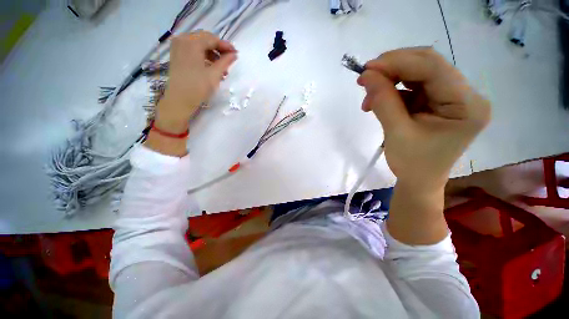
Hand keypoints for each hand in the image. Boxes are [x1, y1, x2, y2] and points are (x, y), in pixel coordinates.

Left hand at [155, 31, 237, 133]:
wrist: (179, 100)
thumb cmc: (198, 87)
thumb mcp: (214, 74)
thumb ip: (225, 62)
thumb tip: (234, 54)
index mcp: (191, 42)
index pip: (212, 38)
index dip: (226, 45)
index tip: (236, 53)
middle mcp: (182, 40)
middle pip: (205, 39)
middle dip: (218, 49)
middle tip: (229, 60)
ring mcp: (178, 47)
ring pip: (199, 44)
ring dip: (212, 53)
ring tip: (221, 68)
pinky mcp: (177, 55)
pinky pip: (193, 50)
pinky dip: (203, 56)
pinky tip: (211, 67)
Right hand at [357, 48, 489, 191]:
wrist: (419, 180)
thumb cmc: (412, 164)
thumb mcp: (396, 133)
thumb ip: (383, 101)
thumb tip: (366, 75)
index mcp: (467, 105)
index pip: (433, 69)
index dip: (398, 63)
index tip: (367, 68)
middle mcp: (465, 95)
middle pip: (427, 65)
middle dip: (393, 69)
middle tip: (365, 79)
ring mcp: (452, 96)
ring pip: (417, 73)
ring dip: (389, 81)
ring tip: (369, 98)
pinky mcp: (438, 101)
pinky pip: (412, 86)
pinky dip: (391, 90)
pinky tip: (378, 102)